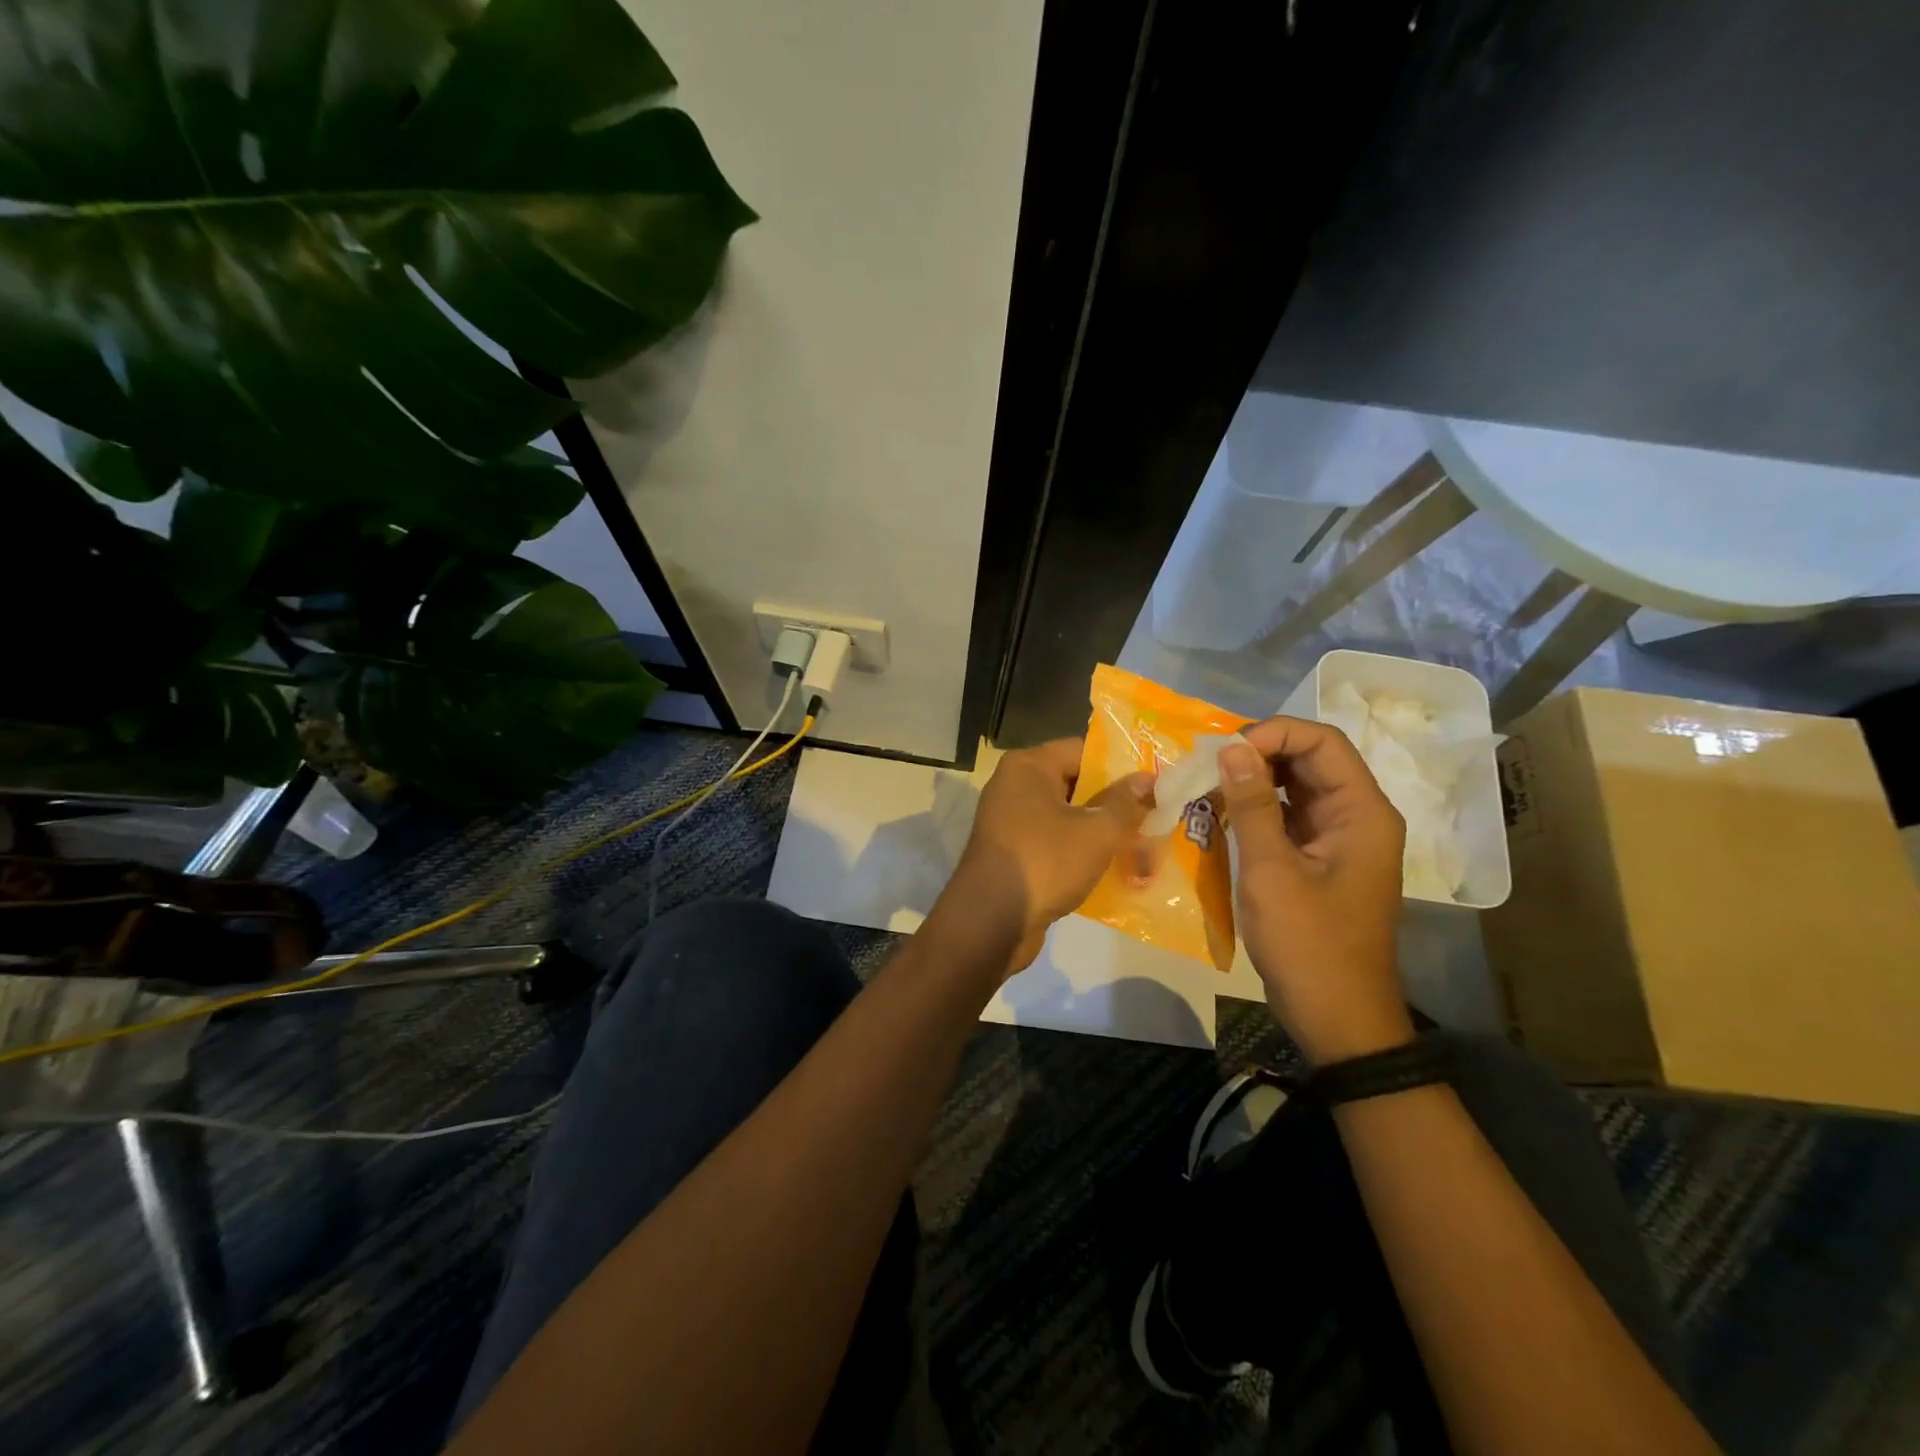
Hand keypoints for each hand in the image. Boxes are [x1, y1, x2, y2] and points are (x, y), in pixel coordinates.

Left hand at [932, 739, 1153, 979]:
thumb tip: (1147, 779)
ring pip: (1068, 817)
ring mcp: (1011, 822)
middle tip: (1158, 815)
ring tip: (1145, 846)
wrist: (990, 922)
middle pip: (1076, 784)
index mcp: (1028, 766)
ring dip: (1102, 831)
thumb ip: (1124, 803)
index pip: (1083, 750)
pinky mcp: (1014, 854)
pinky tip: (1116, 870)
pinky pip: (1056, 843)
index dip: (1121, 765)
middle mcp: (1015, 786)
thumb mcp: (1095, 831)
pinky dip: (1082, 853)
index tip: (1156, 781)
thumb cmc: (1044, 862)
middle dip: (1116, 803)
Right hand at [1218, 718, 1413, 1063]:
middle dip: (1257, 754)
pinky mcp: (1319, 859)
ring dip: (1253, 780)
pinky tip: (1220, 815)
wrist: (1337, 1017)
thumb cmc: (1309, 944)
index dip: (1272, 733)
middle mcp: (1357, 815)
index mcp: (1362, 812)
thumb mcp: (1272, 871)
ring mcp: (1338, 838)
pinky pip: (1289, 816)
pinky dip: (1256, 809)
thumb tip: (1231, 748)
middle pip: (1309, 759)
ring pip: (1296, 786)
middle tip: (1205, 766)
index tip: (1223, 751)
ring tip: (1206, 786)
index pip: (1322, 741)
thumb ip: (1252, 805)